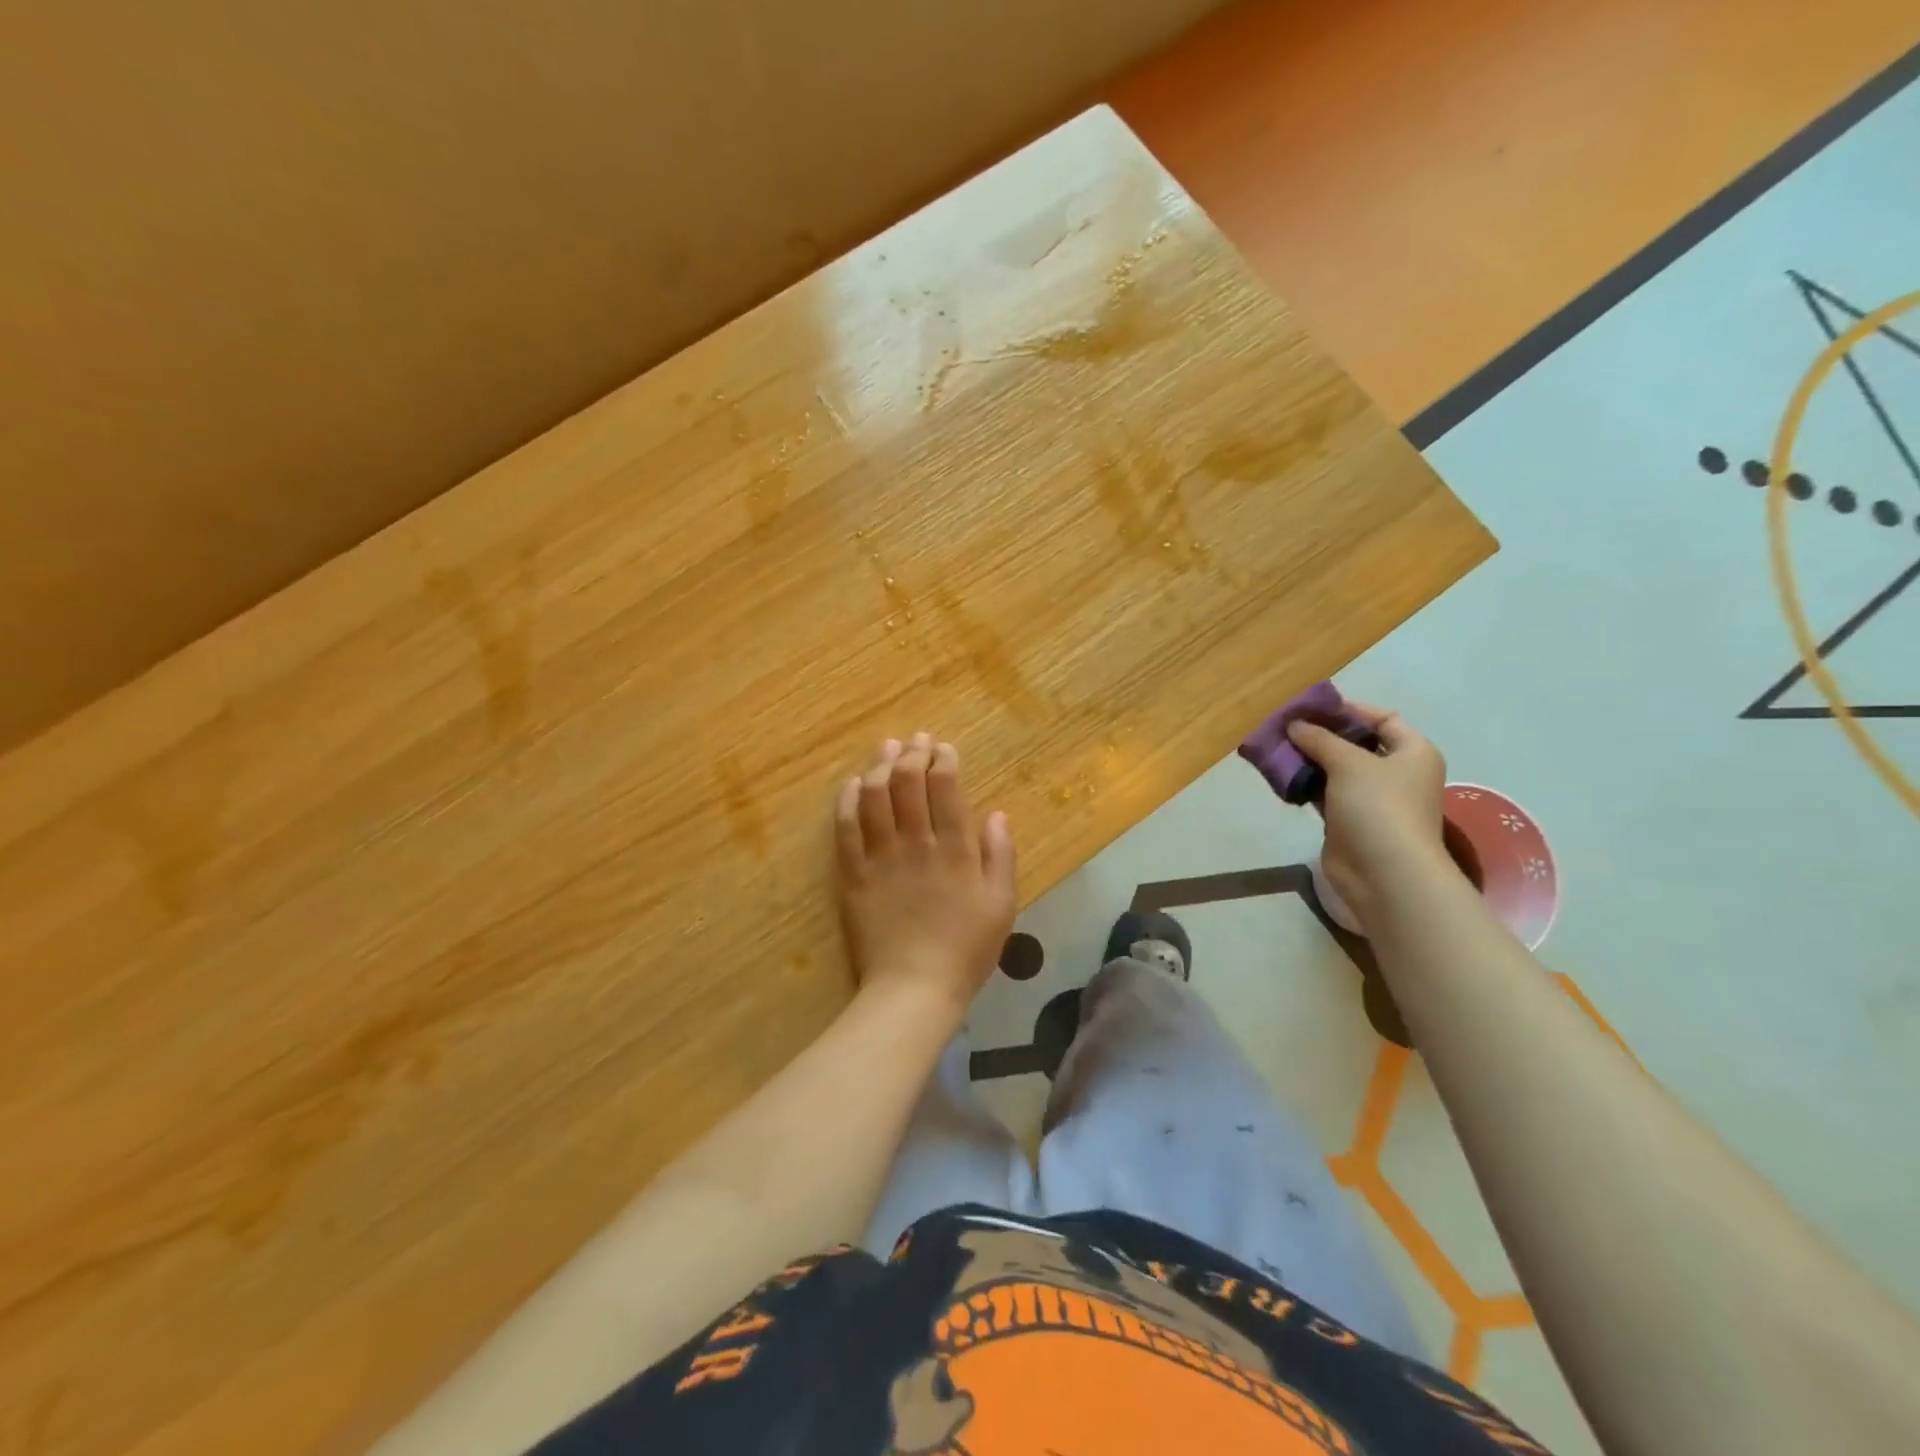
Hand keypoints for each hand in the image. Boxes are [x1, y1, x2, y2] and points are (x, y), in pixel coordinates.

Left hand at [834, 733, 1016, 1016]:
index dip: (943, 760)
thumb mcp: (1001, 905)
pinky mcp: (853, 874)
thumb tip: (996, 813)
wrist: (914, 989)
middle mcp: (916, 843)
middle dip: (913, 754)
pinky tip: (852, 784)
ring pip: (875, 797)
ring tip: (886, 749)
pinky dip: (848, 800)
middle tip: (915, 741)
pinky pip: (846, 828)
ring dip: (880, 766)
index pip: (946, 787)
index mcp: (955, 848)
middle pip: (908, 783)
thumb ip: (1000, 855)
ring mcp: (880, 856)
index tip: (944, 748)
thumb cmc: (966, 949)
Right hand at [1287, 704, 1451, 926]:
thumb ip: (1319, 739)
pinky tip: (1282, 777)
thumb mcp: (1349, 763)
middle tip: (1286, 727)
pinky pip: (1325, 793)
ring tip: (1277, 749)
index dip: (1350, 710)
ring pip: (1337, 770)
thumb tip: (1294, 724)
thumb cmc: (1378, 807)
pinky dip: (1306, 784)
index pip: (1384, 718)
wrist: (1384, 873)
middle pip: (1357, 744)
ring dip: (1309, 760)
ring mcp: (1373, 799)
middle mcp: (1397, 773)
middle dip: (1322, 735)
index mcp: (1413, 752)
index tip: (1312, 708)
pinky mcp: (1350, 821)